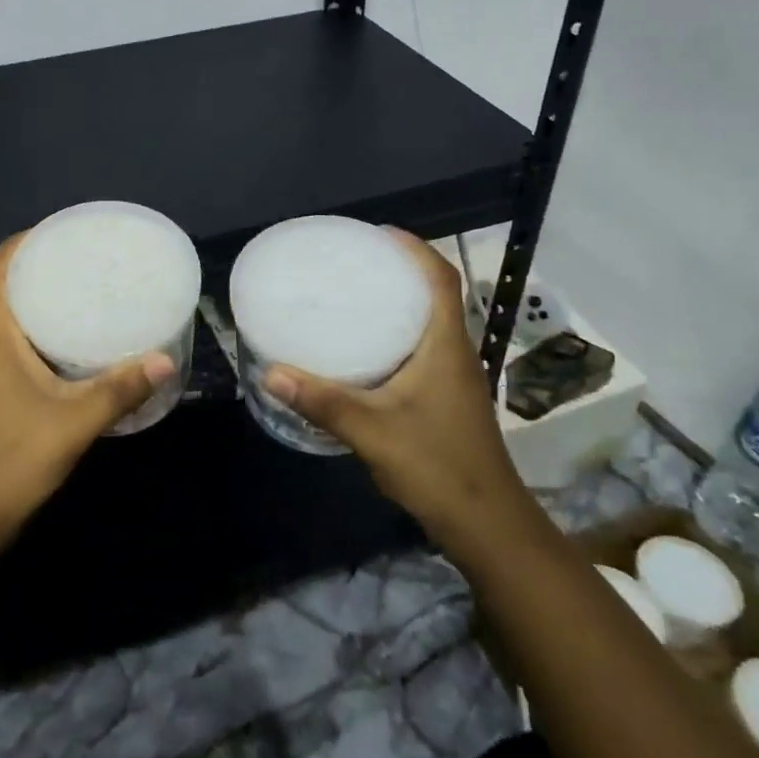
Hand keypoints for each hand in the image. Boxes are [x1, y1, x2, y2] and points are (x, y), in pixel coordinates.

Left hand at [0, 232, 176, 559]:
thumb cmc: (9, 461)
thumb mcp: (72, 425)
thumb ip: (118, 391)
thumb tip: (164, 359)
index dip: (17, 245)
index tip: (54, 232)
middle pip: (1, 292)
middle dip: (35, 269)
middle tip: (81, 260)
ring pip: (6, 322)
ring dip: (36, 302)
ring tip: (81, 294)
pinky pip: (13, 347)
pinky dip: (38, 334)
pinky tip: (70, 349)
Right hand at [263, 231, 529, 543]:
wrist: (487, 525)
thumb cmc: (437, 466)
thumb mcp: (372, 431)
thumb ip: (322, 401)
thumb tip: (271, 372)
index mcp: (446, 346)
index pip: (440, 279)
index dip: (415, 248)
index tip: (378, 232)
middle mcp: (455, 352)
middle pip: (435, 294)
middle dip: (399, 270)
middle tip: (354, 262)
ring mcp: (454, 378)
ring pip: (429, 323)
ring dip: (399, 302)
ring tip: (354, 295)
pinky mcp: (446, 398)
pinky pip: (422, 349)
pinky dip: (396, 334)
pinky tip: (363, 350)